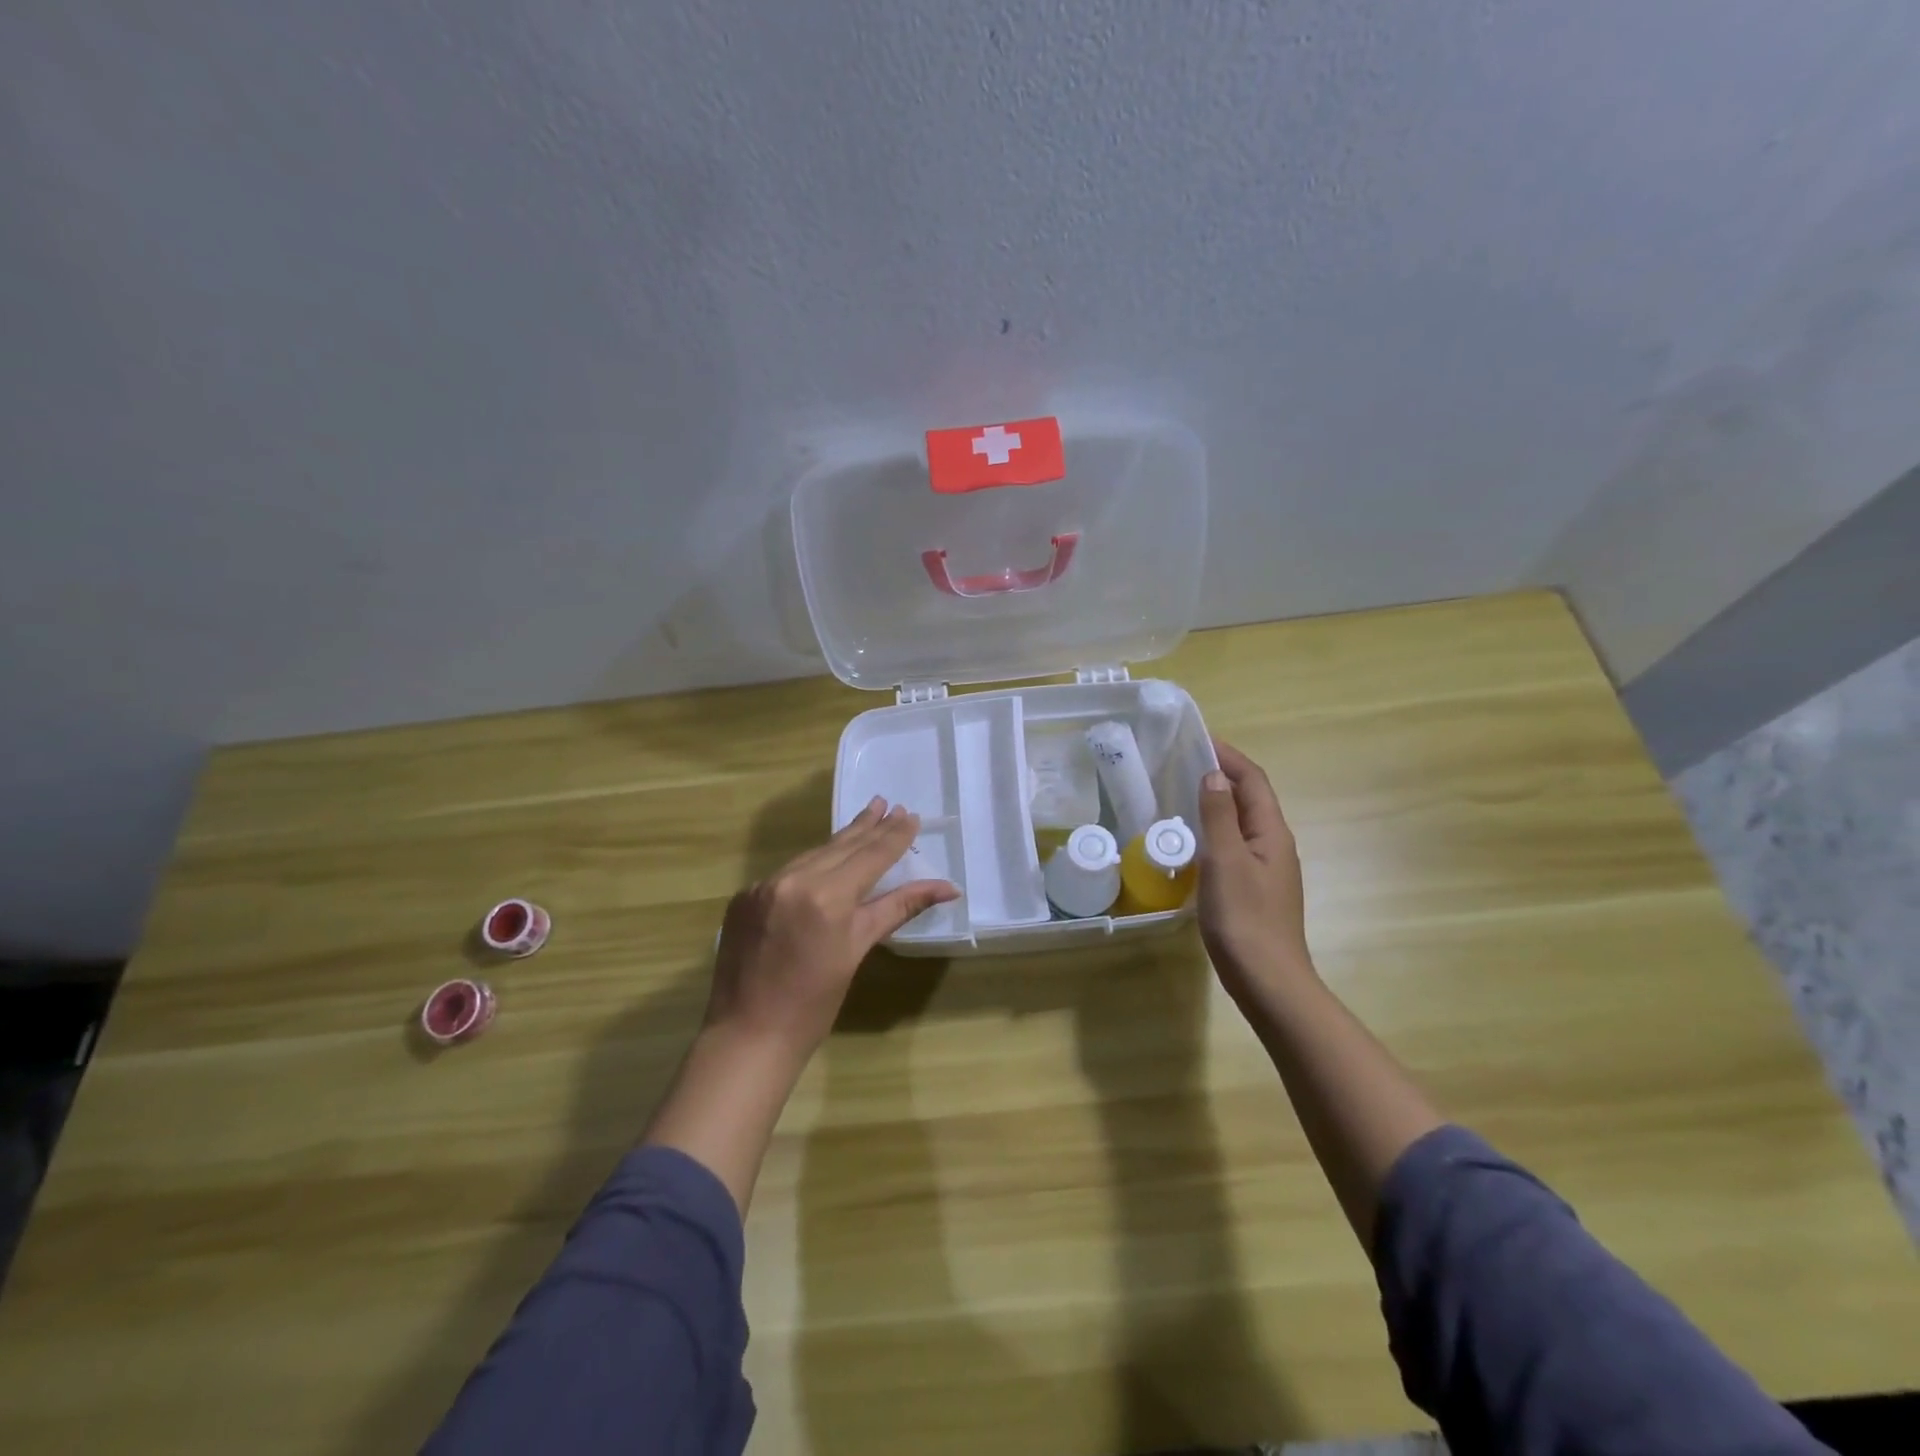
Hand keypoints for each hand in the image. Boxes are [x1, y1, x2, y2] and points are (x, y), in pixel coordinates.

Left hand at [706, 798, 959, 1064]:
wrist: (748, 1036)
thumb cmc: (814, 1003)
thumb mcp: (858, 950)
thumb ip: (897, 908)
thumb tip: (947, 887)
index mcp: (826, 896)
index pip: (870, 856)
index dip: (893, 836)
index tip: (910, 815)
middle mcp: (792, 880)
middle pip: (840, 847)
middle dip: (867, 826)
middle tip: (886, 803)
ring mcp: (762, 886)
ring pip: (812, 856)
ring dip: (839, 841)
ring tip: (864, 820)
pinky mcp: (744, 896)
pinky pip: (786, 872)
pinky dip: (810, 865)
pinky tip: (824, 860)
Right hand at [1196, 740, 1314, 1005]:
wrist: (1268, 981)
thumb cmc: (1245, 918)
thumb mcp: (1226, 861)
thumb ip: (1219, 815)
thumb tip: (1214, 774)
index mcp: (1272, 833)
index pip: (1253, 781)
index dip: (1229, 756)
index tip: (1197, 739)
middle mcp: (1274, 845)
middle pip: (1250, 798)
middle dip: (1222, 774)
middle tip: (1181, 763)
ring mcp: (1265, 869)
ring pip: (1241, 822)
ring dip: (1216, 801)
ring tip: (1180, 793)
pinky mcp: (1253, 889)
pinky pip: (1233, 845)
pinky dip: (1213, 829)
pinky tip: (1191, 841)